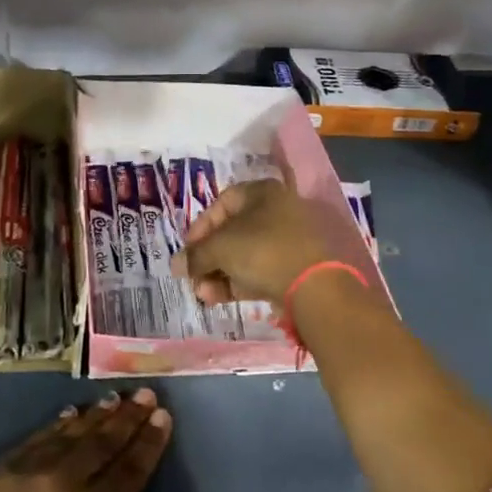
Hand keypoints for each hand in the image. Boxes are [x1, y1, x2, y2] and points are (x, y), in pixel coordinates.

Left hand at [0, 390, 188, 491]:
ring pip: (69, 435)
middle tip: (145, 394)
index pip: (129, 469)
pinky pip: (34, 439)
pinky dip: (55, 425)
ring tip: (114, 398)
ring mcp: (26, 473)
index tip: (164, 416)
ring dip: (95, 416)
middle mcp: (62, 483)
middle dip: (127, 418)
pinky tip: (67, 415)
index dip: (149, 442)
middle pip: (102, 443)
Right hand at [174, 178, 336, 305]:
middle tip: (193, 277)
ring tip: (204, 295)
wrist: (315, 286)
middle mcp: (277, 211)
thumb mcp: (219, 248)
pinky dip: (238, 282)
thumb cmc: (261, 251)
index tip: (187, 251)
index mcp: (261, 193)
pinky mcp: (295, 268)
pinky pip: (259, 271)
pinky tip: (218, 299)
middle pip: (231, 232)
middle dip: (207, 258)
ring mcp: (289, 240)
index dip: (199, 227)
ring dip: (219, 274)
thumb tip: (176, 265)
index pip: (221, 203)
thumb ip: (195, 255)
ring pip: (244, 254)